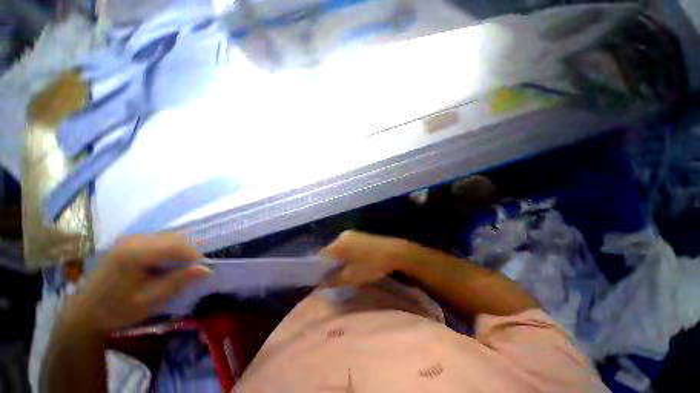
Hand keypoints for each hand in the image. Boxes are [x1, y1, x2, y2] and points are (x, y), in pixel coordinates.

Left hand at [61, 234, 210, 333]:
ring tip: (182, 268)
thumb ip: (178, 281)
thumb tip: (206, 269)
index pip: (176, 246)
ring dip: (181, 250)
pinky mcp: (129, 242)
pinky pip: (160, 240)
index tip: (201, 271)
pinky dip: (171, 249)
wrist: (85, 312)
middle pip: (174, 238)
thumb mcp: (150, 300)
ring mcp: (130, 238)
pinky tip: (168, 264)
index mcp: (134, 254)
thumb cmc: (117, 310)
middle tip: (193, 271)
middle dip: (189, 252)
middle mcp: (133, 239)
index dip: (194, 256)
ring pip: (169, 237)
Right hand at [319, 231, 408, 286]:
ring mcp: (352, 234)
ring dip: (339, 261)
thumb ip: (333, 280)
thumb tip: (320, 284)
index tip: (322, 280)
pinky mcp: (359, 235)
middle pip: (330, 252)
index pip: (321, 256)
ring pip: (339, 249)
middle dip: (330, 265)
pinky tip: (354, 263)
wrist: (394, 252)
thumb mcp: (351, 277)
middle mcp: (342, 235)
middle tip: (334, 278)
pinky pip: (347, 246)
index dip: (319, 269)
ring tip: (345, 272)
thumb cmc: (371, 265)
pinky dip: (346, 255)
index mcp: (338, 243)